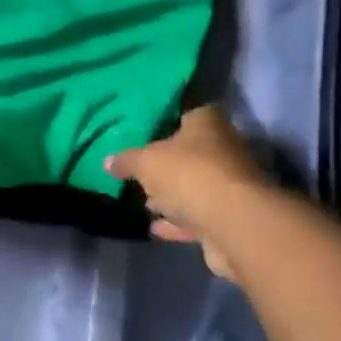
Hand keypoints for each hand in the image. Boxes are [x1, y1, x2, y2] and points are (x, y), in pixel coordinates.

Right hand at [106, 108, 266, 278]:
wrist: (232, 223)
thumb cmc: (189, 174)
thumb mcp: (146, 161)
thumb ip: (126, 160)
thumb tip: (108, 161)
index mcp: (207, 124)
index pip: (188, 113)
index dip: (167, 119)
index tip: (146, 130)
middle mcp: (223, 149)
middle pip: (191, 152)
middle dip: (168, 163)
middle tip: (139, 169)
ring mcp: (229, 186)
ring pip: (195, 186)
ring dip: (173, 195)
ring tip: (144, 200)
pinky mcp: (228, 218)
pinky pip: (197, 217)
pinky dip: (177, 222)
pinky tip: (154, 227)